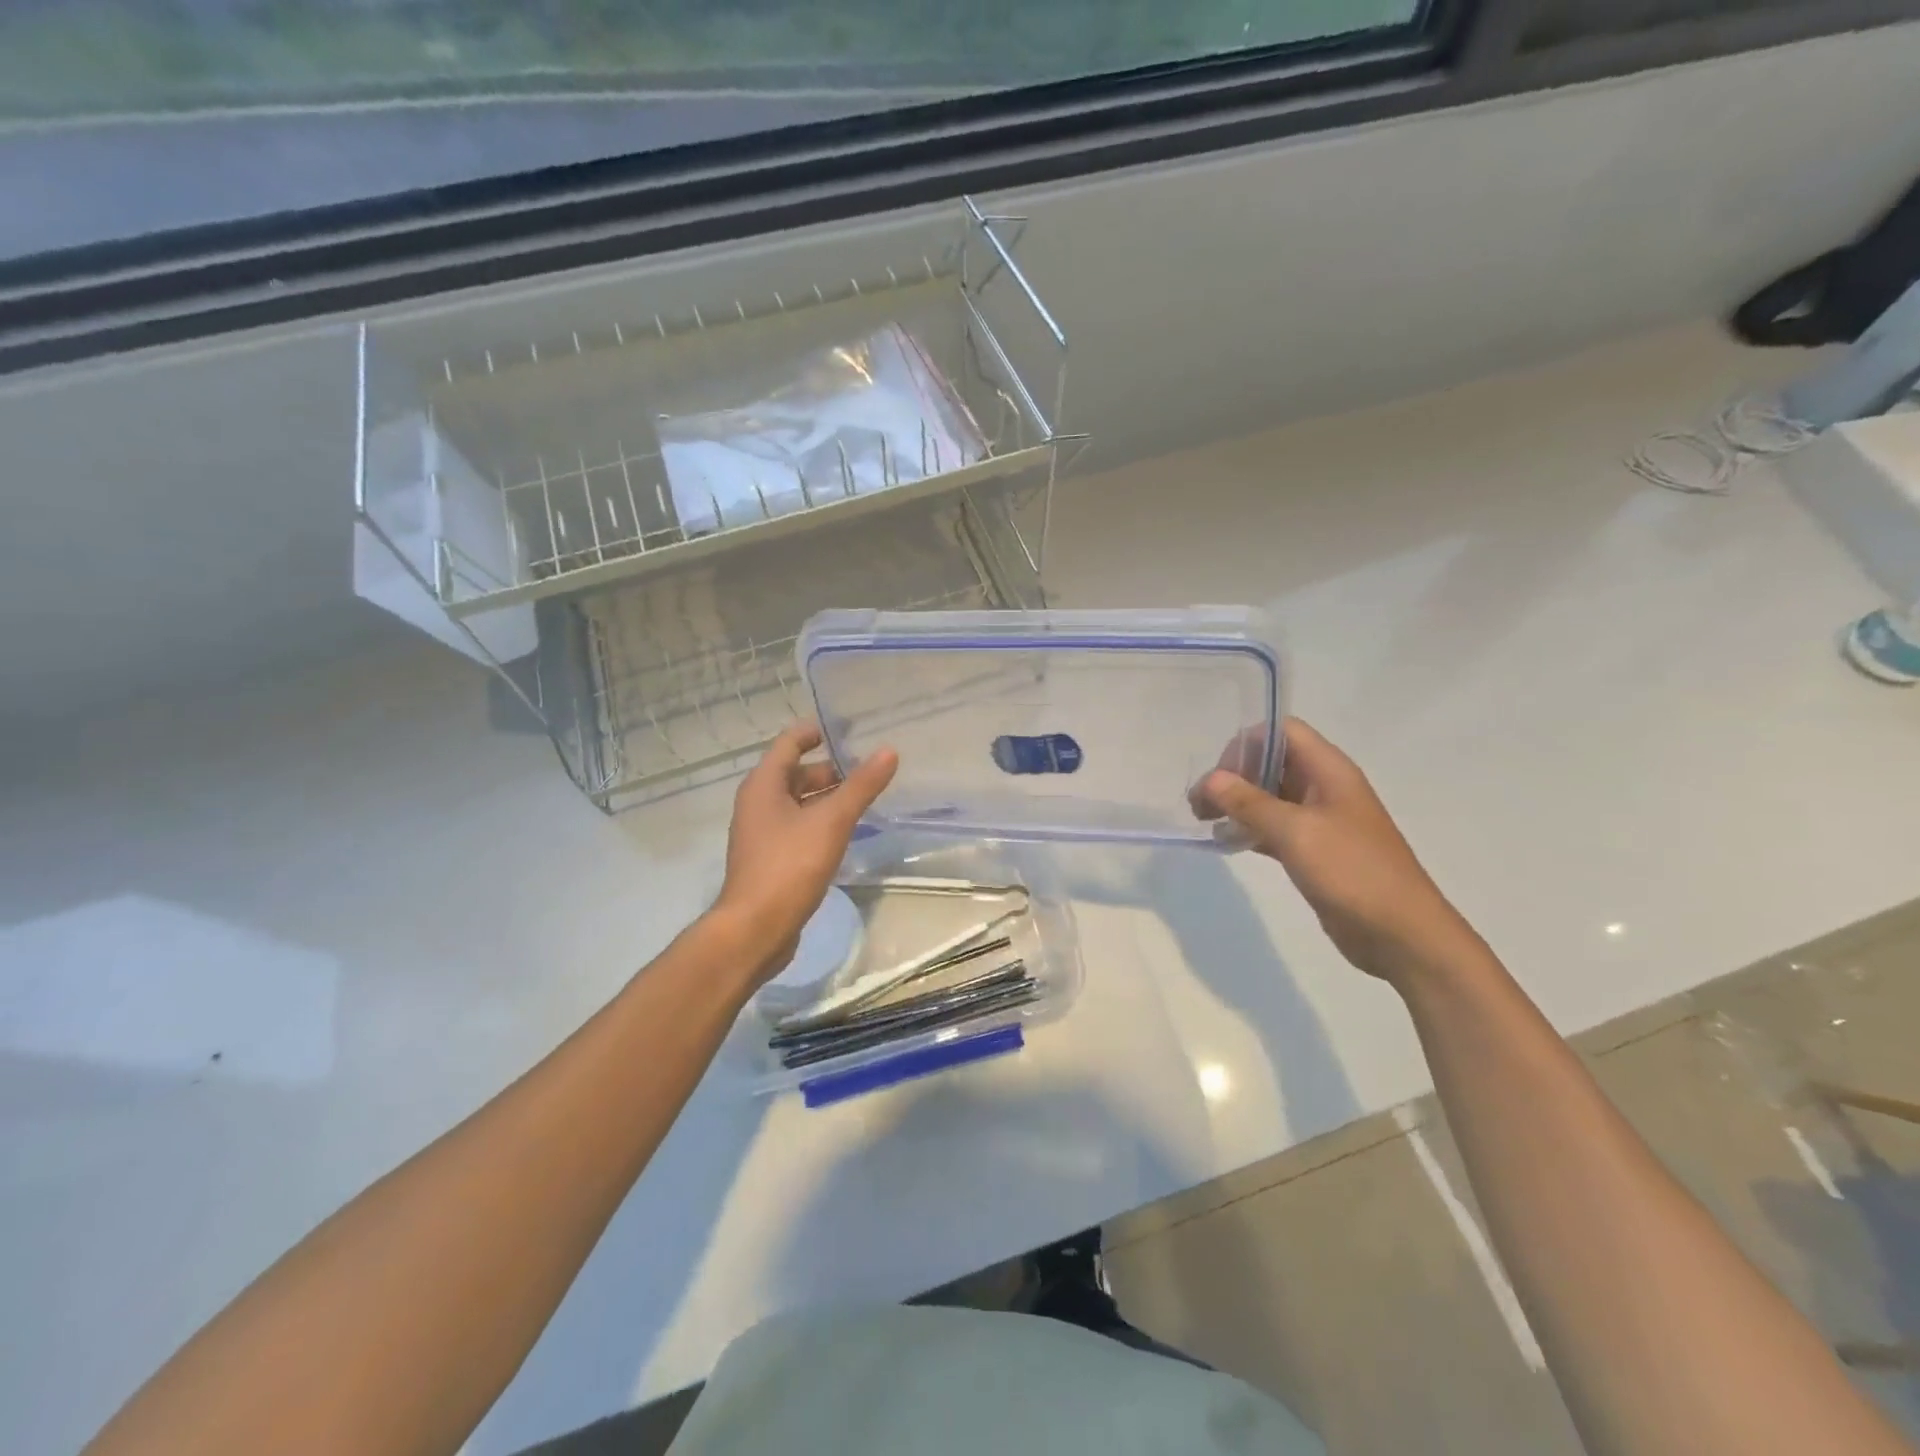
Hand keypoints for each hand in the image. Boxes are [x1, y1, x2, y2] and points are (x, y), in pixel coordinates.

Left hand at [711, 723, 898, 985]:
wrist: (755, 929)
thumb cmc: (789, 866)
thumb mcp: (831, 821)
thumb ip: (861, 786)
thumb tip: (888, 751)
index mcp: (763, 785)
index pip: (789, 742)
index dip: (816, 731)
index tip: (848, 729)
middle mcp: (758, 803)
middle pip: (795, 773)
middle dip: (830, 769)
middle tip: (868, 768)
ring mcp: (762, 833)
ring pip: (798, 803)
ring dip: (827, 797)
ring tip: (865, 797)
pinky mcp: (770, 859)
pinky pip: (798, 827)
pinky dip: (821, 822)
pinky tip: (847, 832)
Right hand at [1194, 718, 1482, 987]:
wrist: (1401, 934)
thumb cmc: (1353, 871)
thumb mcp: (1296, 832)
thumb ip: (1249, 802)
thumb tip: (1210, 779)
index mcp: (1329, 771)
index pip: (1282, 731)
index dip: (1247, 743)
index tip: (1218, 773)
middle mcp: (1324, 787)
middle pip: (1272, 762)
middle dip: (1233, 775)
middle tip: (1200, 802)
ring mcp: (1320, 820)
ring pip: (1269, 796)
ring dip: (1236, 803)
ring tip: (1204, 819)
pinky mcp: (1313, 851)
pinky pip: (1273, 828)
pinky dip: (1248, 829)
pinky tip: (1224, 841)